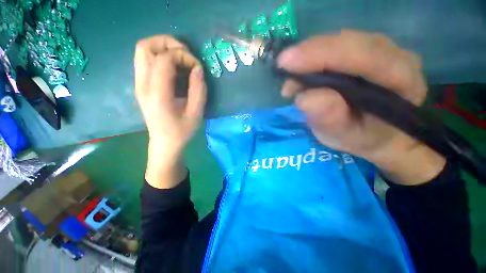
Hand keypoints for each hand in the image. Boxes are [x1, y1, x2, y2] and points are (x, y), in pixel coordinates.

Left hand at [134, 35, 206, 187]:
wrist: (165, 143)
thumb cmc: (182, 132)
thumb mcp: (196, 114)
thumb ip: (198, 90)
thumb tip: (198, 69)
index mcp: (157, 94)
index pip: (164, 59)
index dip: (183, 56)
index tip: (197, 67)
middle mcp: (142, 85)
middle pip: (145, 46)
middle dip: (169, 43)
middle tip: (186, 55)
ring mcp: (138, 84)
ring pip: (142, 50)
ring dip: (162, 47)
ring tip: (180, 58)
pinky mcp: (140, 85)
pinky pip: (145, 60)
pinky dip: (159, 56)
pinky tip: (173, 67)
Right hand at [278, 30, 444, 184]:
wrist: (379, 133)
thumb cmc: (365, 137)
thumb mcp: (346, 136)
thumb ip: (330, 119)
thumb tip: (304, 97)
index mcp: (401, 79)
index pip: (362, 56)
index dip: (322, 55)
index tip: (287, 63)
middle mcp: (394, 55)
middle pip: (348, 42)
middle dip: (310, 53)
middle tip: (283, 68)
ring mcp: (380, 49)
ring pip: (339, 41)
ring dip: (309, 56)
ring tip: (291, 80)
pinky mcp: (363, 51)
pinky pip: (335, 47)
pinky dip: (312, 59)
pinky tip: (300, 75)